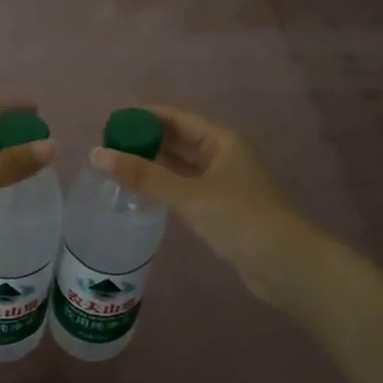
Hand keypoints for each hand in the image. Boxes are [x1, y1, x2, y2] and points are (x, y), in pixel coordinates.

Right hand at [89, 105, 327, 309]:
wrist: (286, 265)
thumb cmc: (241, 219)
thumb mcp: (190, 195)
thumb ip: (143, 176)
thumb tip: (97, 154)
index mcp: (222, 142)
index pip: (178, 118)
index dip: (146, 117)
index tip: (113, 121)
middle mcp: (223, 157)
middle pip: (179, 141)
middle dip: (146, 141)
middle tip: (108, 147)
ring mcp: (223, 184)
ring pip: (181, 167)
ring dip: (153, 166)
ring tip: (117, 168)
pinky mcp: (220, 210)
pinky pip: (185, 190)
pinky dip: (163, 188)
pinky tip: (141, 194)